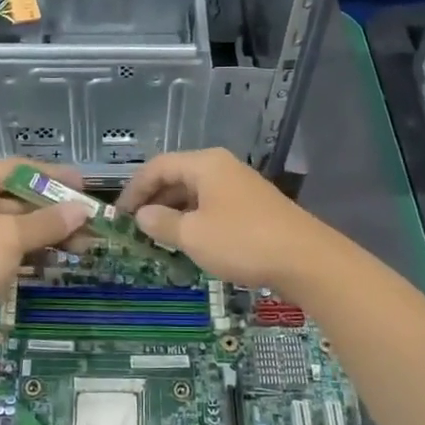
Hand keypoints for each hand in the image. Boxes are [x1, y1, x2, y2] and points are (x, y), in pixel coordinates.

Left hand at [0, 159, 91, 351]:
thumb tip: (82, 210)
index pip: (16, 169)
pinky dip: (33, 252)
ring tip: (84, 245)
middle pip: (18, 198)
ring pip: (16, 227)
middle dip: (54, 210)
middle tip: (90, 221)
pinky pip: (10, 250)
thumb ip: (48, 221)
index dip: (51, 174)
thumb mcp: (10, 237)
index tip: (82, 186)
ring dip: (48, 234)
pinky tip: (59, 261)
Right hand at [115, 148, 332, 293]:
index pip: (157, 167)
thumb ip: (162, 223)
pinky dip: (195, 220)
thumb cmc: (242, 241)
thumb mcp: (193, 235)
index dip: (134, 189)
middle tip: (134, 229)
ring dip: (173, 213)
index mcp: (205, 164)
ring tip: (157, 238)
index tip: (118, 215)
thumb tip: (142, 216)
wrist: (306, 260)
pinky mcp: (253, 207)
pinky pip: (213, 206)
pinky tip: (190, 242)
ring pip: (195, 193)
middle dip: (153, 201)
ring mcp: (240, 186)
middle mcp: (222, 167)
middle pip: (177, 177)